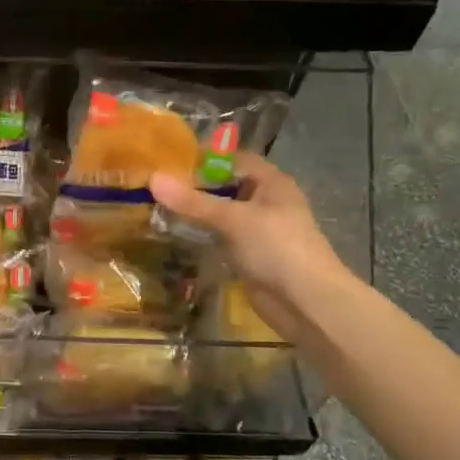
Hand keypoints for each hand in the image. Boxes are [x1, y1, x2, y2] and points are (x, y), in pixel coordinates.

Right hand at [149, 152, 357, 338]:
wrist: (307, 302)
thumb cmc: (276, 247)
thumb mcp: (233, 219)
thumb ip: (193, 201)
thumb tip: (153, 178)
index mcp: (271, 182)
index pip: (234, 159)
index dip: (205, 157)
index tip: (169, 161)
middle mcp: (266, 201)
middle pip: (226, 185)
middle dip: (195, 186)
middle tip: (157, 185)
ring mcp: (258, 230)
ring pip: (222, 213)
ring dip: (196, 212)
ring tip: (158, 207)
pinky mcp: (250, 255)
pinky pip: (221, 237)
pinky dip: (202, 234)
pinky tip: (176, 234)